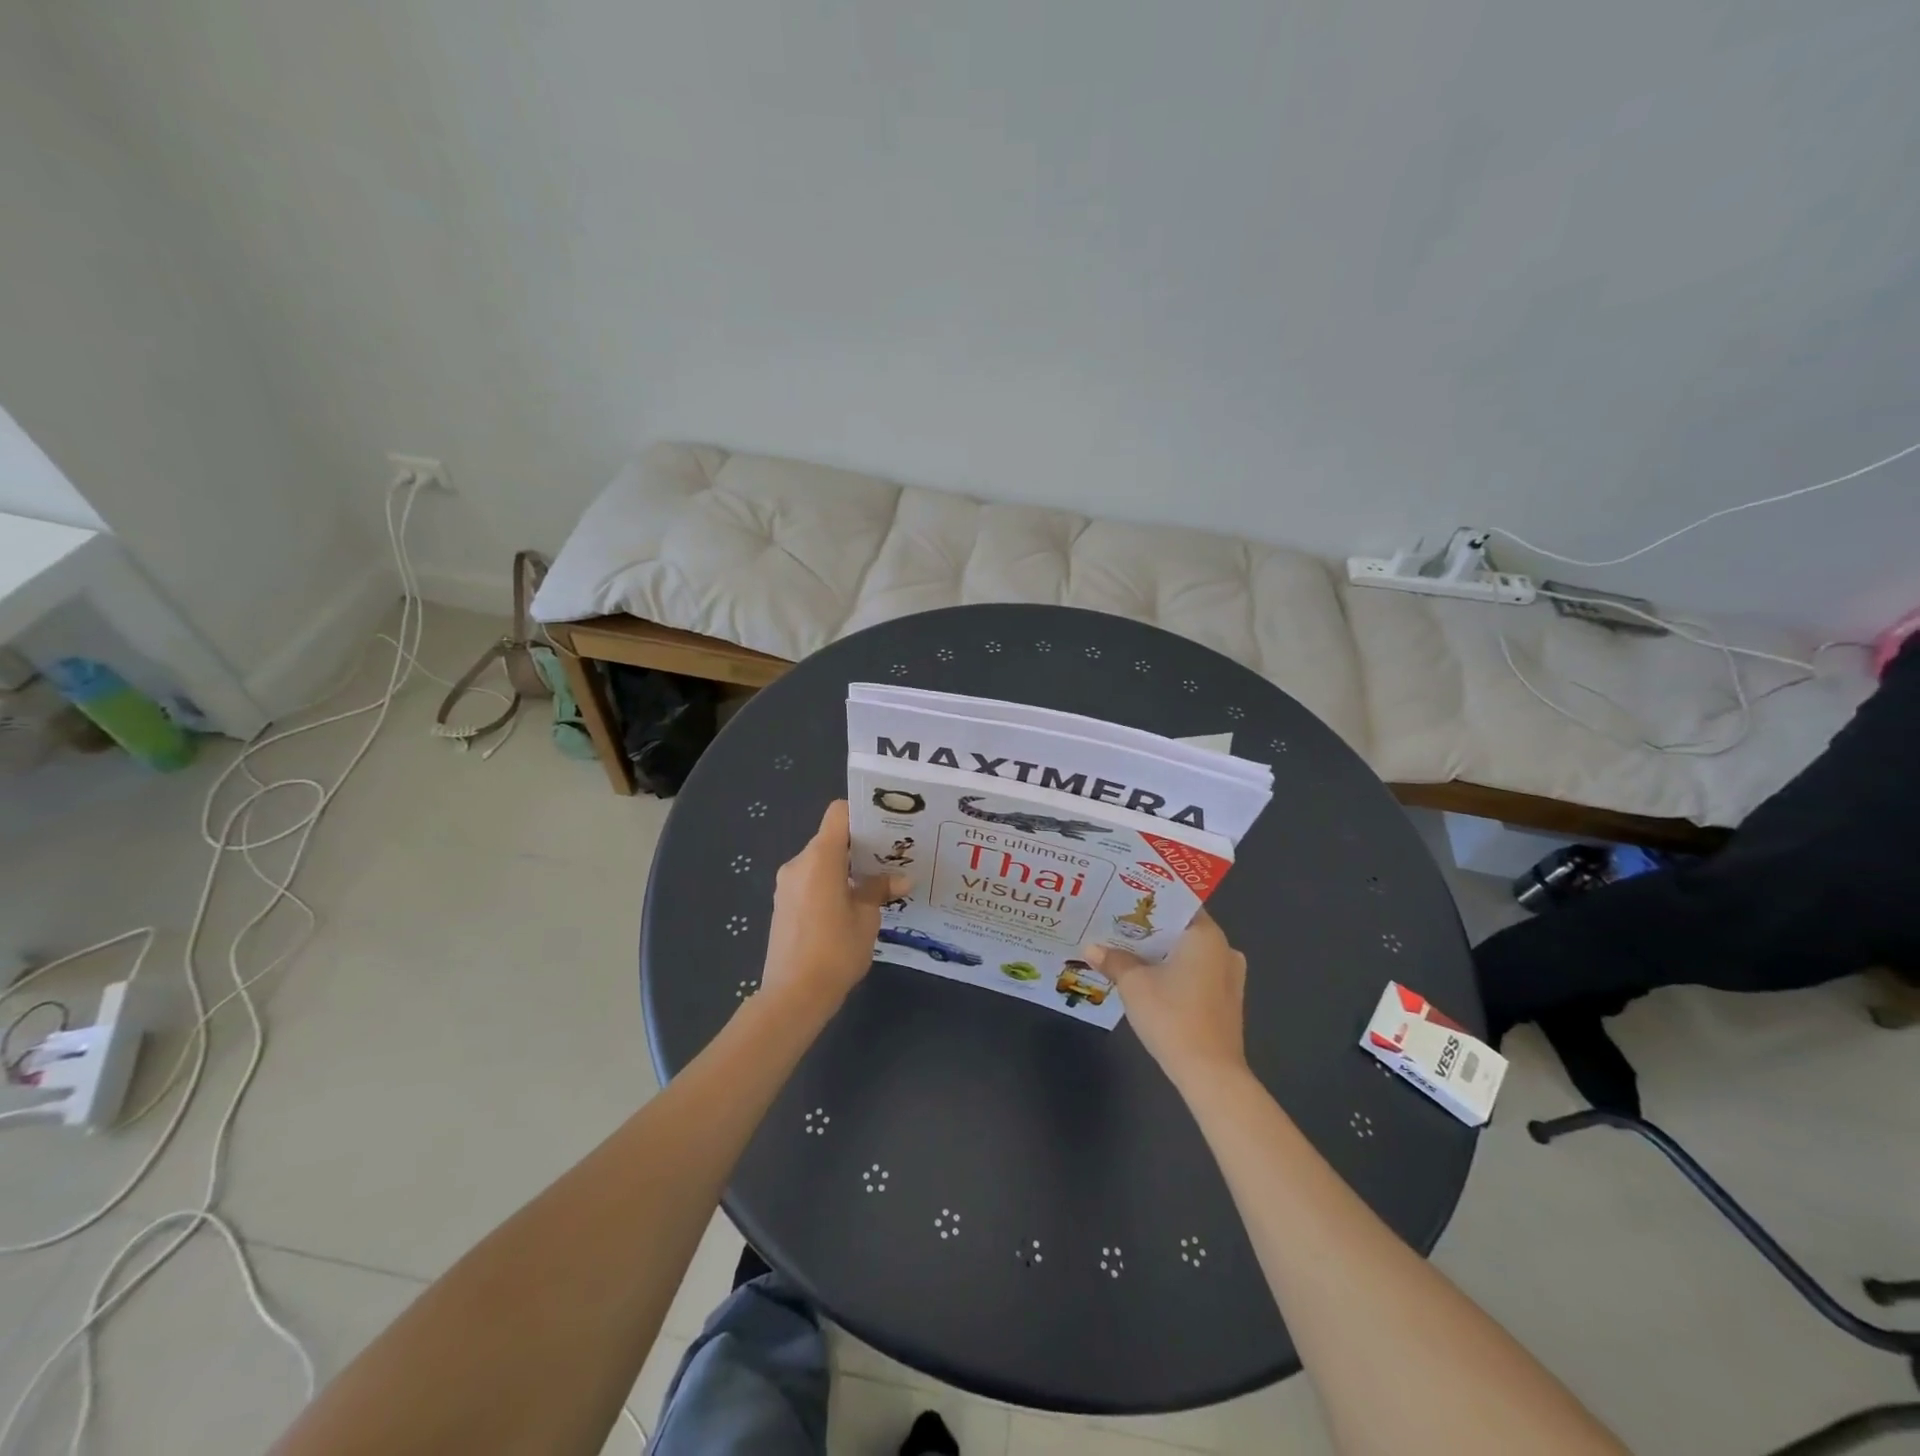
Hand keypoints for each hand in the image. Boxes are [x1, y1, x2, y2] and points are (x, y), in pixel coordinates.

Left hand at [761, 800, 905, 1013]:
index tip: (886, 827)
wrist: (793, 996)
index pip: (839, 814)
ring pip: (821, 861)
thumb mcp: (866, 919)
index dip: (862, 814)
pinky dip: (830, 883)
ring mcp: (787, 884)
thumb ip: (879, 890)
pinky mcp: (783, 904)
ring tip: (874, 884)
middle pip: (831, 838)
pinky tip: (851, 905)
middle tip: (890, 859)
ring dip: (846, 867)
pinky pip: (811, 880)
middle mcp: (799, 863)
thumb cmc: (835, 952)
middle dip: (860, 846)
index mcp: (820, 858)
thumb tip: (901, 878)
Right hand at [1084, 911, 1247, 1089]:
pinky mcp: (1226, 1001)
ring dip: (1161, 953)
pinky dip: (1173, 972)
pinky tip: (1148, 980)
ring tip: (1126, 950)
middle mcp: (1224, 949)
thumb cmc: (1172, 1015)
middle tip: (1116, 925)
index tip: (1123, 898)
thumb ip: (1114, 960)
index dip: (1149, 901)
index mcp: (1206, 935)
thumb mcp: (1134, 984)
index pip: (1177, 903)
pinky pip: (1196, 974)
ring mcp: (1229, 977)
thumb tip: (1091, 948)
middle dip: (1150, 930)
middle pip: (1181, 929)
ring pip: (1188, 953)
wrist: (1209, 1073)